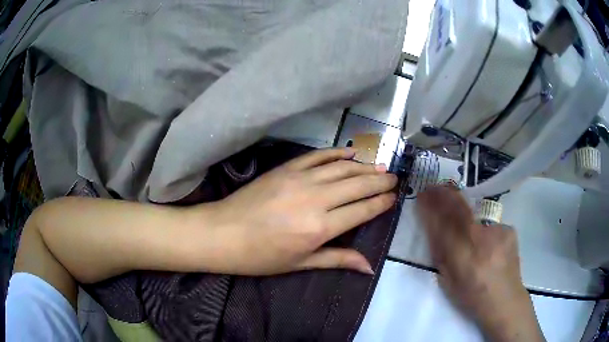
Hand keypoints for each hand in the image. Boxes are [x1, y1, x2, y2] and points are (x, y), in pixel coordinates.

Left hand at [200, 148, 397, 275]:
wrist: (223, 233)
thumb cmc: (261, 256)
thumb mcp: (301, 263)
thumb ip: (337, 259)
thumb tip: (369, 267)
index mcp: (320, 228)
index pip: (362, 210)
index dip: (381, 203)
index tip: (394, 197)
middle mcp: (315, 199)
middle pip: (357, 185)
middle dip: (380, 181)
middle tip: (394, 178)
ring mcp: (300, 179)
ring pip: (342, 168)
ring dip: (364, 166)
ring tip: (380, 166)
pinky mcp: (286, 168)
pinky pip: (317, 156)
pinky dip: (336, 153)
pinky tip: (350, 153)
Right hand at [416, 186, 543, 341]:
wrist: (505, 300)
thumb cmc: (472, 297)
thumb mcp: (449, 282)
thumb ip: (441, 254)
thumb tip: (433, 228)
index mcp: (464, 258)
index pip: (444, 225)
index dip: (432, 207)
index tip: (422, 195)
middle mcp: (482, 240)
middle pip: (460, 210)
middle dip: (444, 195)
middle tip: (434, 187)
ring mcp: (499, 232)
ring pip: (474, 212)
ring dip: (461, 204)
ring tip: (454, 204)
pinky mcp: (509, 229)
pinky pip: (488, 221)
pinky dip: (480, 223)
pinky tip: (481, 233)